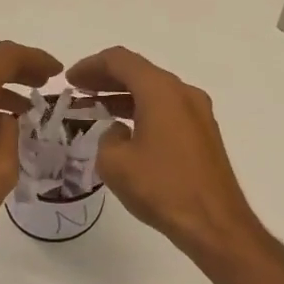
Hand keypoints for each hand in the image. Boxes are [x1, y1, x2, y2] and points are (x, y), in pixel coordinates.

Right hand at [66, 47, 269, 265]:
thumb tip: (119, 133)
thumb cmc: (161, 188)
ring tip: (95, 111)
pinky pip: (167, 111)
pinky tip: (125, 130)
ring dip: (123, 97)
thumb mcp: (115, 163)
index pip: (120, 61)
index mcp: (161, 91)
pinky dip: (142, 112)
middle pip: (140, 73)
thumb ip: (107, 137)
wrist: (213, 222)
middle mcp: (184, 93)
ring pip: (154, 93)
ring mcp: (199, 114)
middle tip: (79, 91)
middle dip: (106, 79)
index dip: (91, 66)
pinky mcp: (204, 135)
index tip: (70, 81)